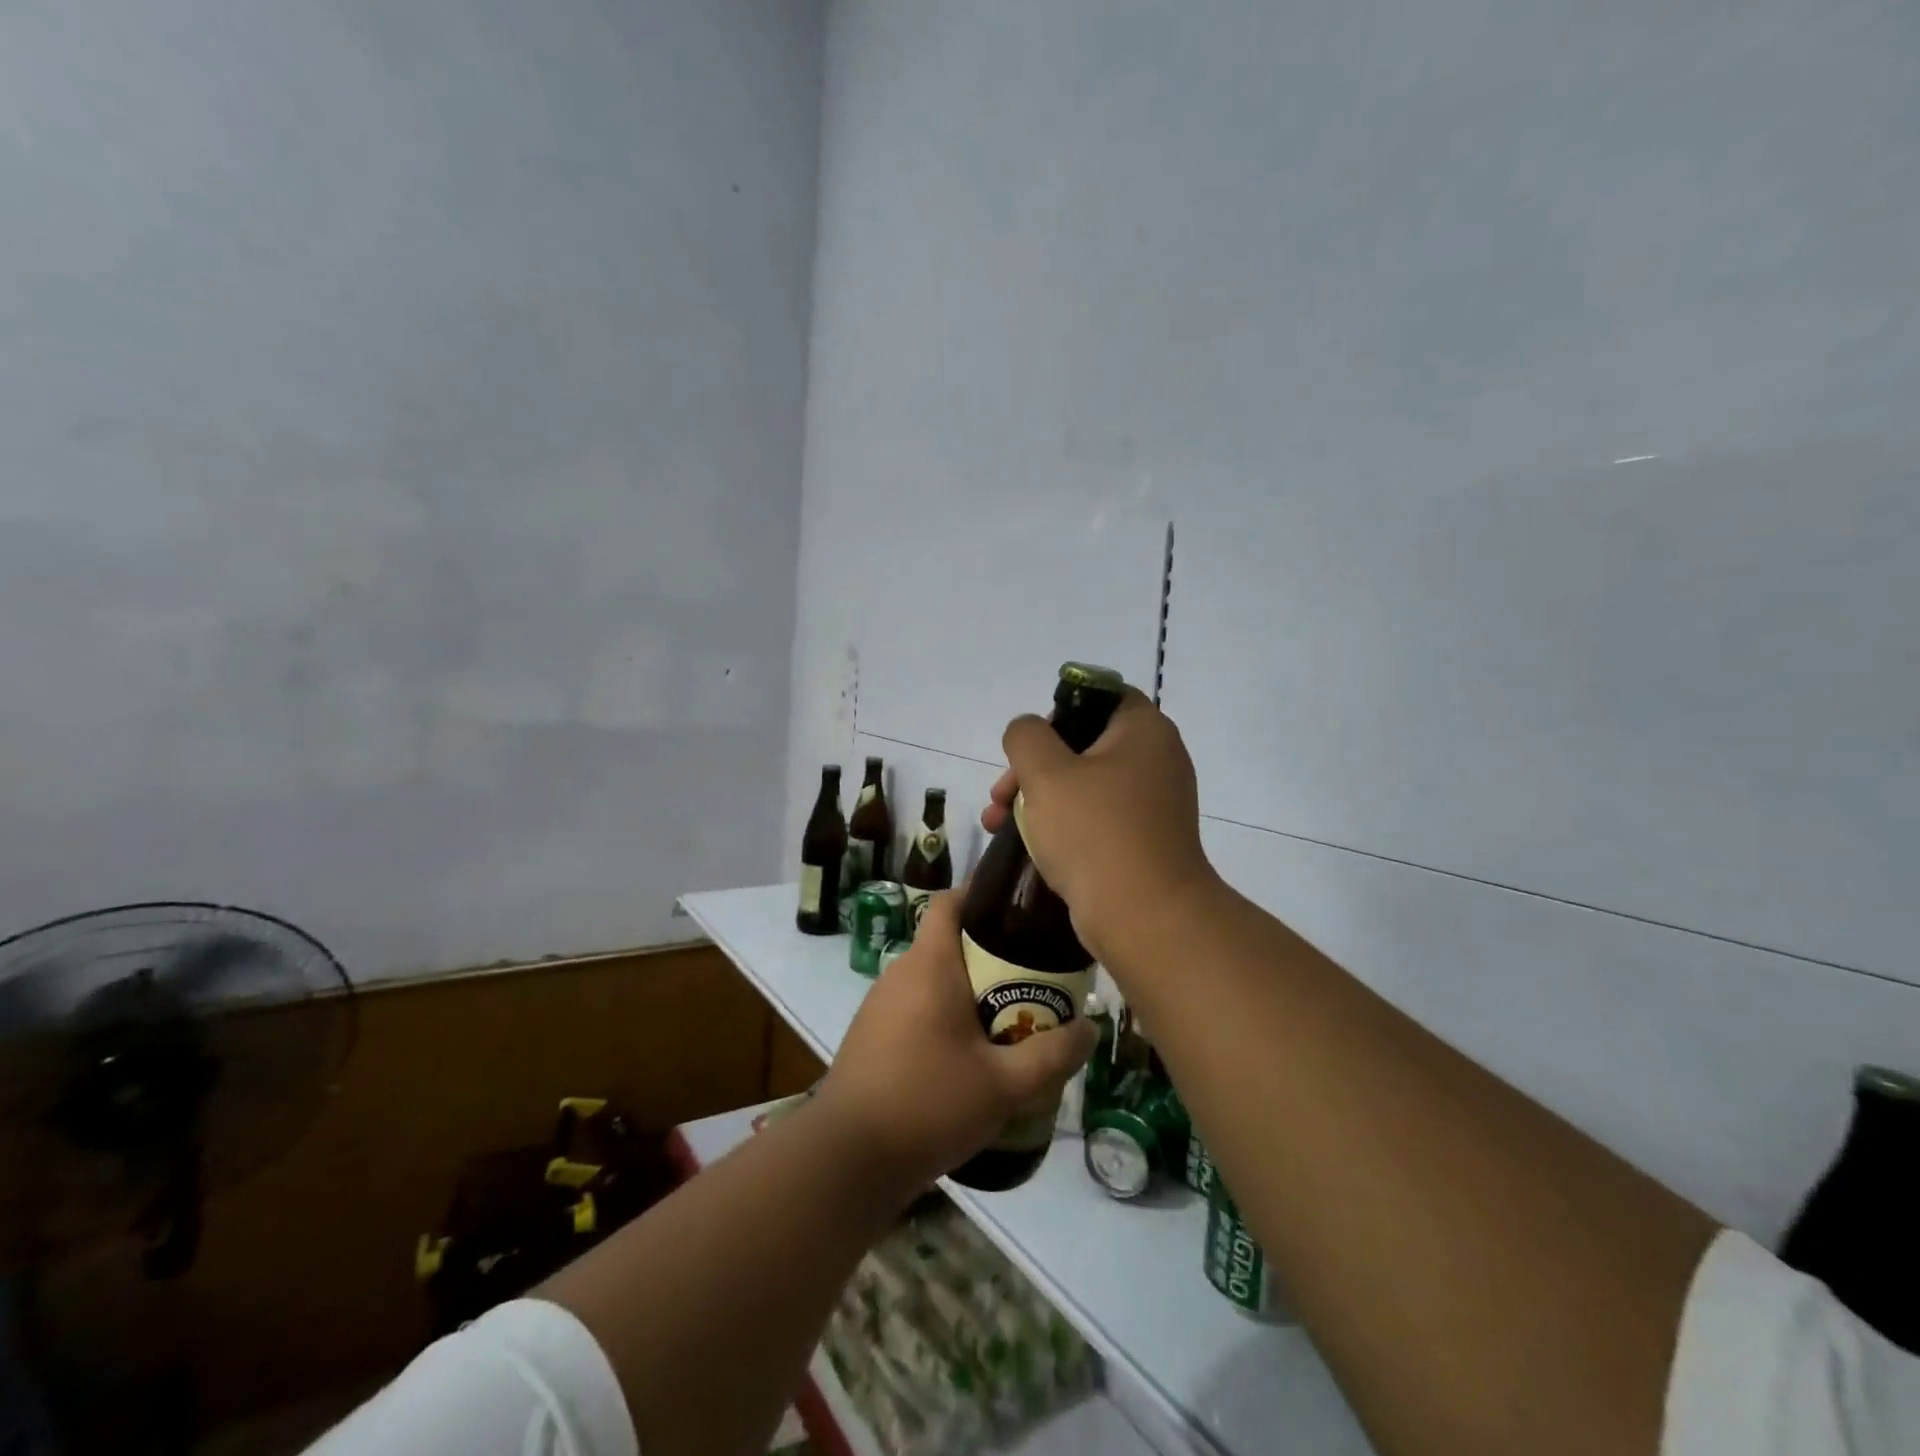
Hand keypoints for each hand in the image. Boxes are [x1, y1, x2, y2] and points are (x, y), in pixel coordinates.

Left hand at [814, 889, 1097, 1193]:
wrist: (848, 1159)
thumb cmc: (929, 1103)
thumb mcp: (1005, 1085)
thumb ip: (1053, 1055)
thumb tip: (1091, 1028)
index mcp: (928, 964)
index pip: (949, 901)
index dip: (981, 893)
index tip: (1018, 906)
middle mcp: (900, 973)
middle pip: (950, 943)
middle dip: (992, 955)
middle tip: (1035, 977)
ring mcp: (881, 1005)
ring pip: (935, 980)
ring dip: (971, 991)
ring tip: (1012, 1018)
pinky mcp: (873, 1036)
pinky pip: (918, 1008)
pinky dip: (947, 1017)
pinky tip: (971, 1056)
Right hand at [981, 687, 1215, 960]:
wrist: (1145, 917)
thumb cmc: (1094, 832)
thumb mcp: (1046, 773)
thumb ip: (1026, 736)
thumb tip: (1028, 731)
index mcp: (1144, 730)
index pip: (1099, 695)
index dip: (1057, 711)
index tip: (1028, 743)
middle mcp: (1157, 759)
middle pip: (1084, 744)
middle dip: (1032, 767)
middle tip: (1000, 794)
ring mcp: (1153, 802)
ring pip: (1084, 784)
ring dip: (1038, 797)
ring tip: (995, 823)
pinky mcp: (1144, 839)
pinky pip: (1096, 817)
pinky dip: (1062, 823)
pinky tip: (1026, 845)